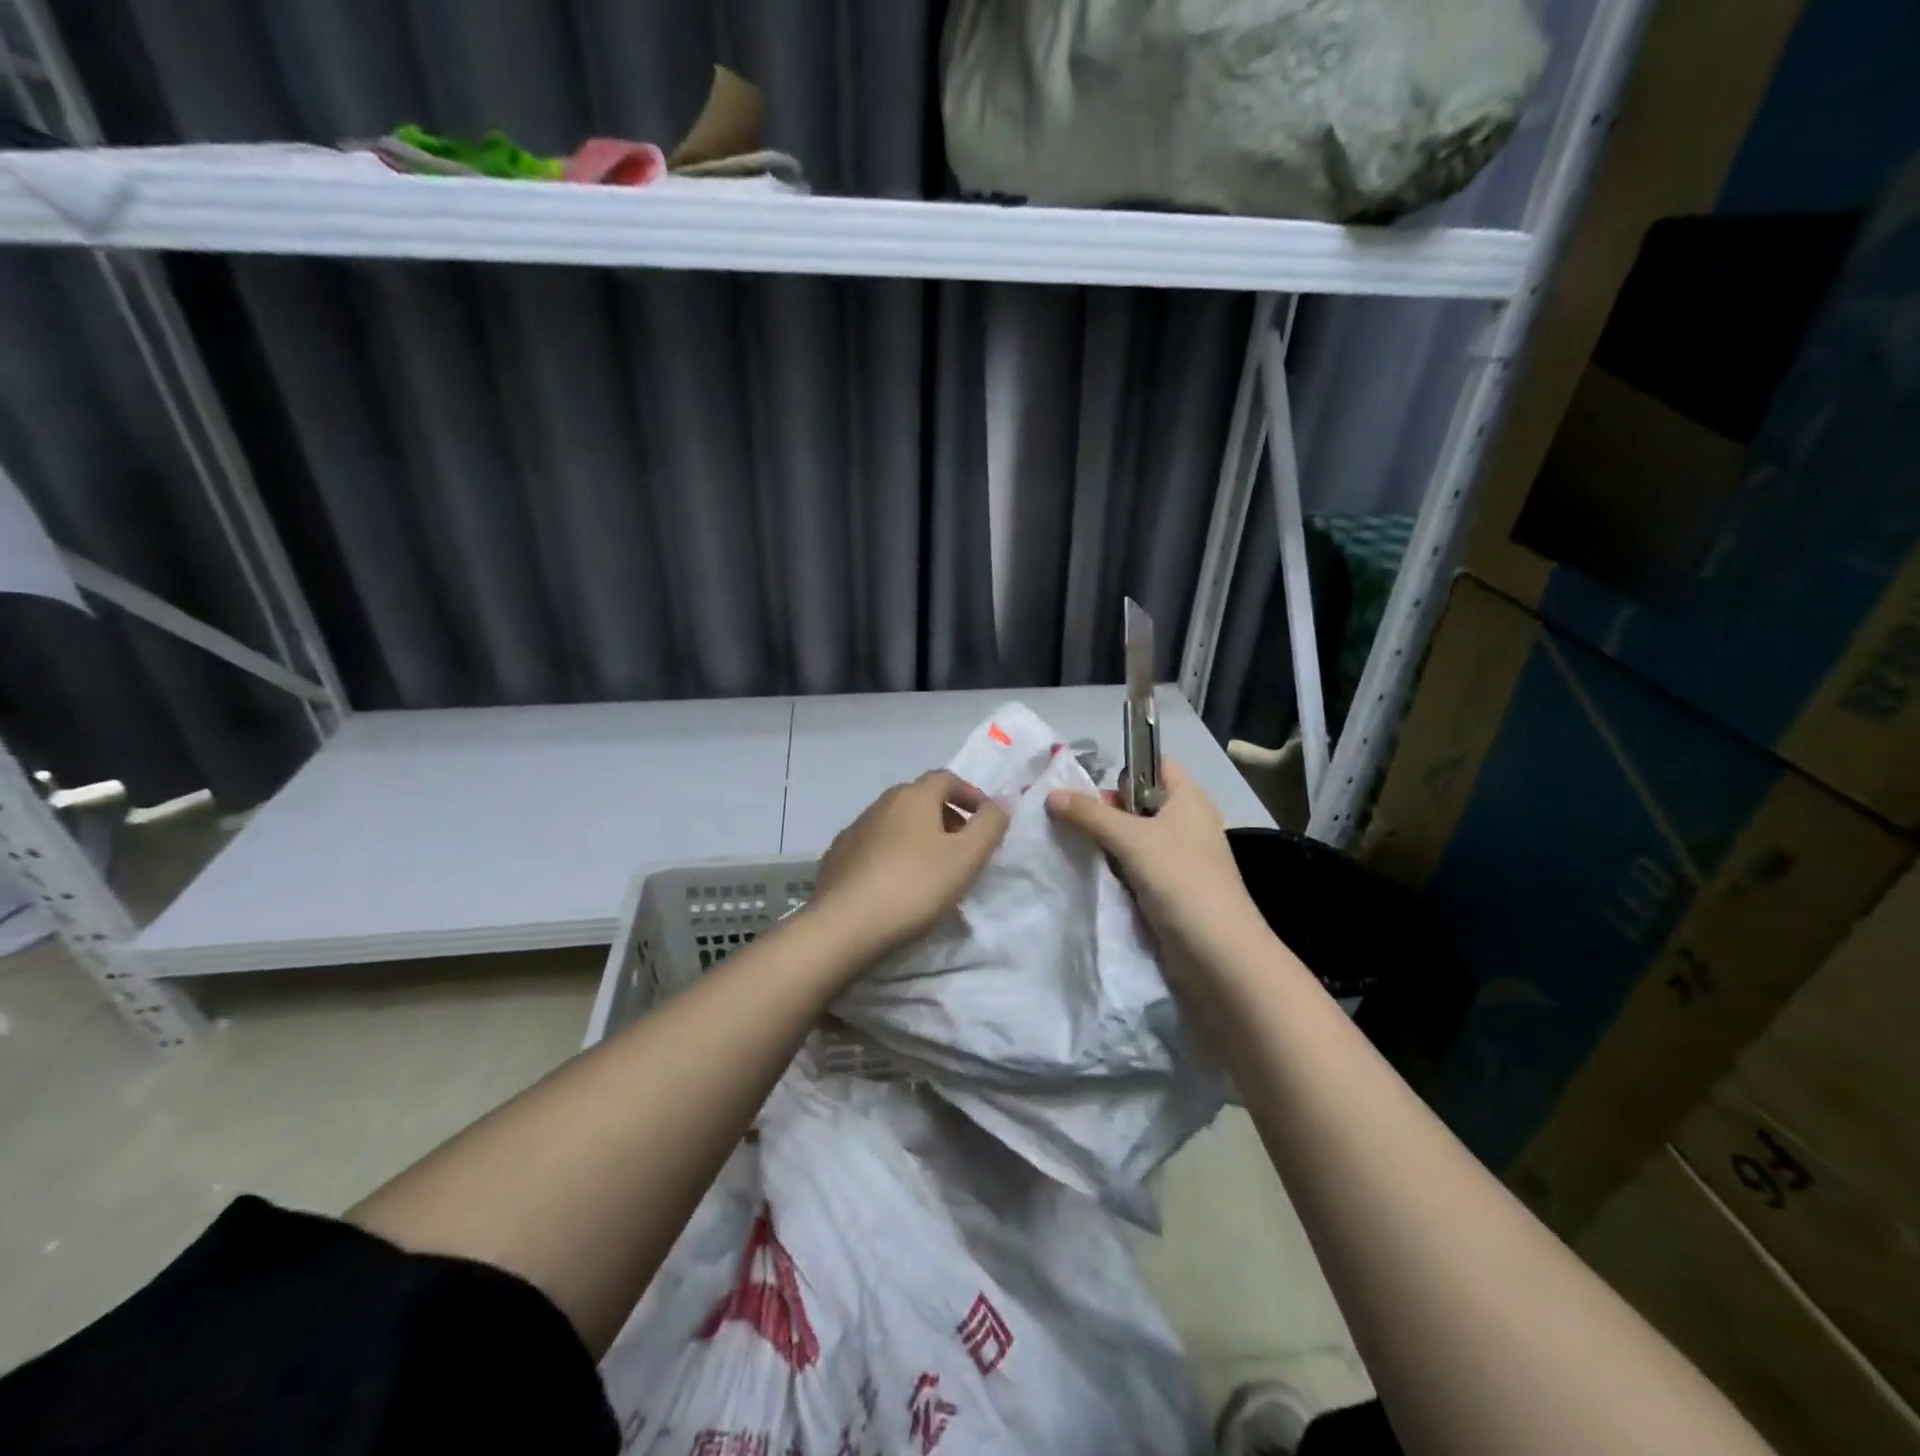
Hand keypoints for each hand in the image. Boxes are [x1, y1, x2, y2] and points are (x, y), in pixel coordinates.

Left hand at [812, 770, 1009, 960]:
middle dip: (946, 816)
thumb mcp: (967, 856)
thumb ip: (990, 824)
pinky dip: (893, 854)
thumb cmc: (916, 885)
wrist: (847, 924)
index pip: (947, 778)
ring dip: (918, 836)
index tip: (986, 821)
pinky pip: (874, 846)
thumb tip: (999, 803)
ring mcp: (855, 829)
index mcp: (914, 796)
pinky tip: (897, 883)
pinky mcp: (837, 856)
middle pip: (921, 798)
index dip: (971, 794)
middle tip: (963, 847)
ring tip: (932, 869)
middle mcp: (881, 803)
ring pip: (896, 823)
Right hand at [1045, 759, 1265, 963]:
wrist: (1218, 953)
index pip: (1156, 765)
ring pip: (1135, 838)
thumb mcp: (1131, 839)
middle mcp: (1187, 823)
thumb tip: (1051, 795)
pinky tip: (1092, 876)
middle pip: (1139, 802)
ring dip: (1107, 843)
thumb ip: (1090, 815)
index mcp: (1189, 798)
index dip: (1125, 769)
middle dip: (1105, 810)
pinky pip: (1137, 868)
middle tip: (1072, 821)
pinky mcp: (1172, 889)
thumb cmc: (1180, 879)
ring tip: (1073, 848)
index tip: (1089, 787)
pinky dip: (1116, 870)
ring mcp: (1181, 858)